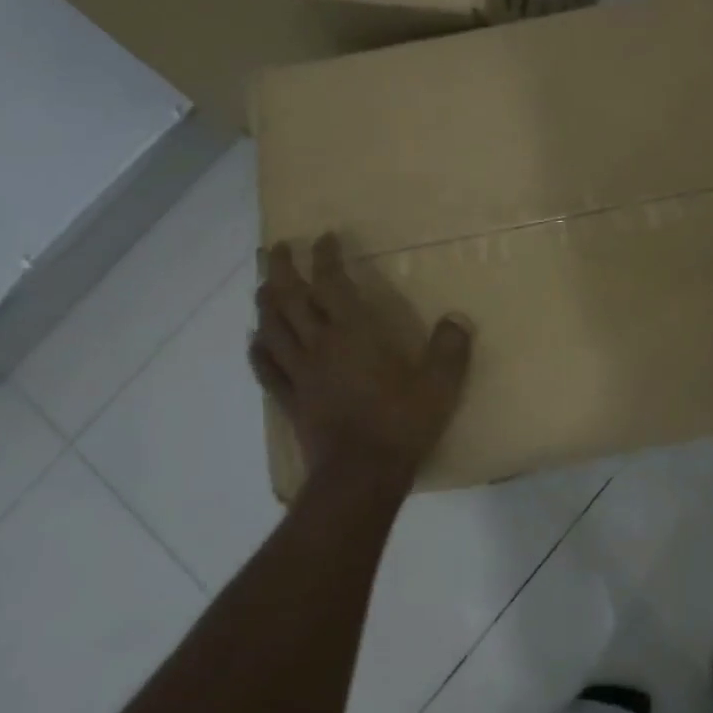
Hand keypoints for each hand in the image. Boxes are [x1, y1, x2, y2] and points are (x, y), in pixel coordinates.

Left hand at [248, 234, 472, 484]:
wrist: (360, 475)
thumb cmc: (401, 424)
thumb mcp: (440, 386)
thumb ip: (449, 349)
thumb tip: (456, 319)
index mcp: (354, 334)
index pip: (331, 283)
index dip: (325, 257)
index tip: (324, 237)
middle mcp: (320, 345)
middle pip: (289, 298)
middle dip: (281, 268)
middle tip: (276, 248)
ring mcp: (300, 373)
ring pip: (271, 328)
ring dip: (264, 302)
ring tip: (262, 286)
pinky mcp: (290, 401)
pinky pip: (266, 368)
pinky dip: (258, 350)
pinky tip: (256, 341)